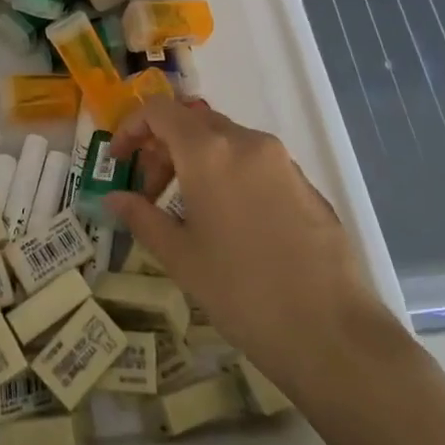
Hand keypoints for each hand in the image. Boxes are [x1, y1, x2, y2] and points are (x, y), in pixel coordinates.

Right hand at [103, 97, 392, 390]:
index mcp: (209, 152)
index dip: (131, 128)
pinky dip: (228, 174)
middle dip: (162, 147)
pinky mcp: (306, 184)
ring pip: (225, 141)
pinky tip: (230, 224)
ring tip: (187, 211)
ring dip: (195, 161)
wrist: (332, 333)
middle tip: (150, 192)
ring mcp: (281, 161)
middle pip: (192, 122)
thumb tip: (112, 198)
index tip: (119, 162)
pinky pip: (254, 162)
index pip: (159, 110)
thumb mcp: (180, 257)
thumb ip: (141, 217)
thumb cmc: (241, 292)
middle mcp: (246, 142)